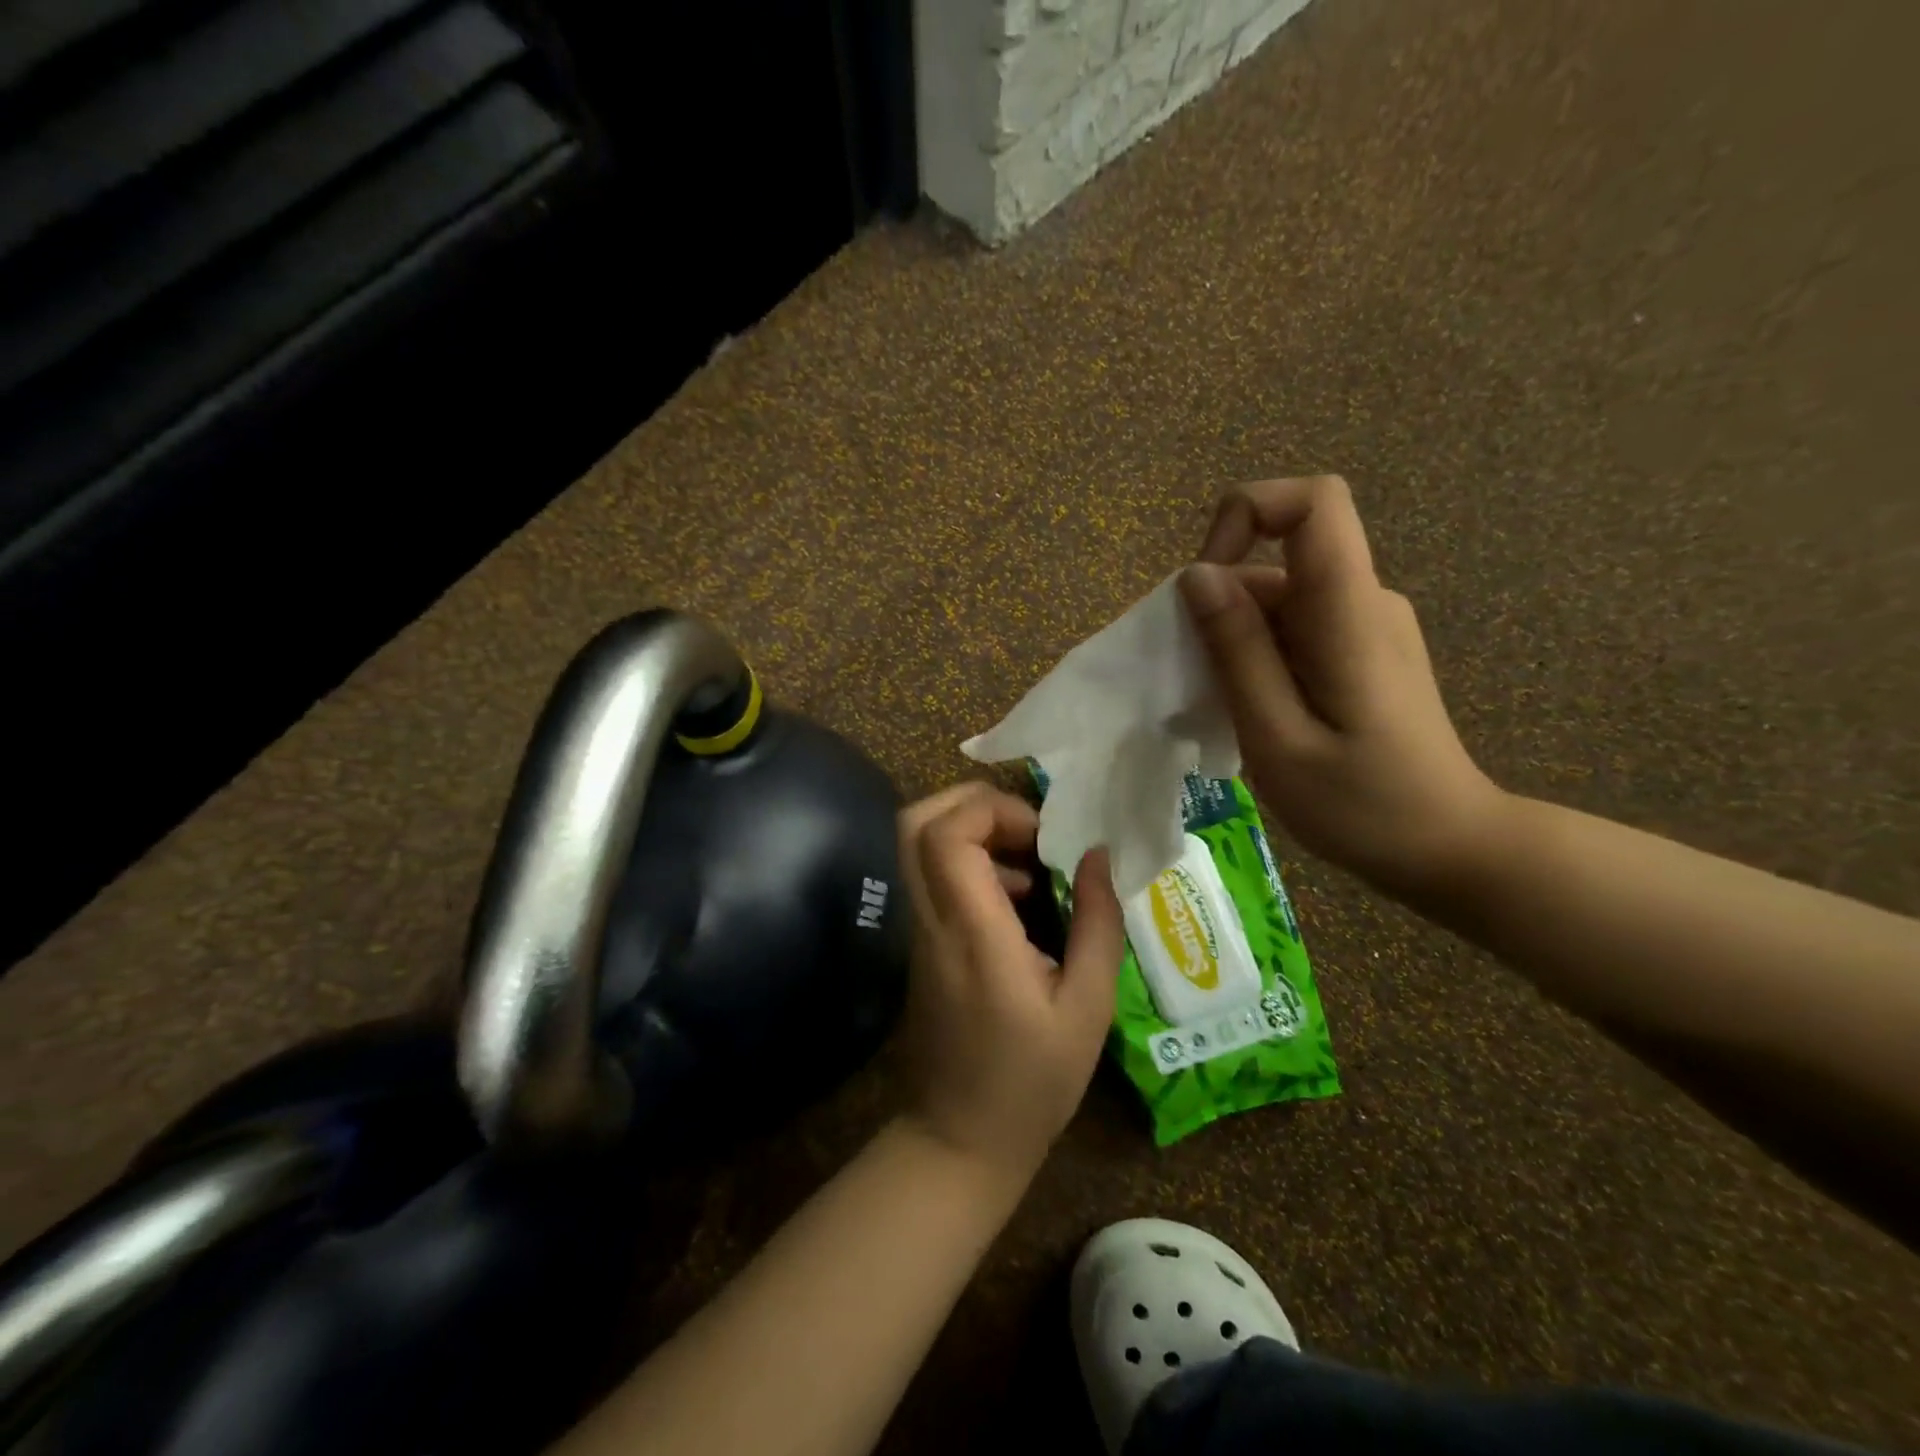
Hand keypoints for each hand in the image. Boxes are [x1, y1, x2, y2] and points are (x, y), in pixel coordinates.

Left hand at [896, 783, 1124, 1185]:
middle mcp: (932, 921)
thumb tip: (1099, 854)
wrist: (959, 1139)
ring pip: (918, 846)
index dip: (989, 810)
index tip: (1041, 832)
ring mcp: (919, 931)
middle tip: (1029, 827)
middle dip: (971, 804)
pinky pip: (932, 877)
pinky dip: (970, 863)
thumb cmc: (1032, 1082)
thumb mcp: (1087, 1008)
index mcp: (972, 933)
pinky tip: (1020, 898)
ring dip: (974, 833)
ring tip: (1034, 863)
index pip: (944, 836)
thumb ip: (1096, 924)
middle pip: (916, 824)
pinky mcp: (921, 944)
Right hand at [1180, 475, 1505, 899]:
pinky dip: (1256, 657)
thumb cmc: (1364, 806)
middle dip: (1218, 606)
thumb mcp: (1278, 738)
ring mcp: (1366, 625)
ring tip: (1219, 710)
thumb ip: (1238, 652)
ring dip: (1232, 640)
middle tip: (1195, 683)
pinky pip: (1294, 628)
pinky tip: (1249, 714)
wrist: (1451, 849)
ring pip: (1278, 599)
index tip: (1205, 584)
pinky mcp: (1362, 651)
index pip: (1313, 502)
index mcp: (1349, 612)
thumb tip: (1197, 576)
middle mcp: (1364, 601)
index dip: (1248, 513)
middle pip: (1277, 560)